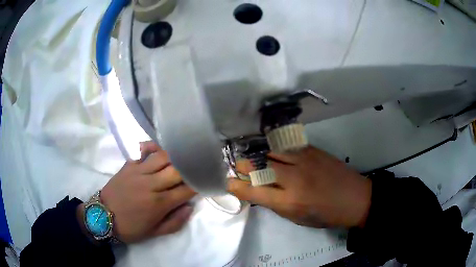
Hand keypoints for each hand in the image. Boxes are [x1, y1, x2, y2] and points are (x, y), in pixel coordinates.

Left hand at [95, 141, 195, 242]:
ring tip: (180, 158)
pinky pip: (142, 150)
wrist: (102, 216)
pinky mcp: (128, 165)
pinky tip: (159, 149)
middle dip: (189, 169)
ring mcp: (138, 172)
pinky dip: (152, 146)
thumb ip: (175, 222)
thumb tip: (190, 207)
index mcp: (159, 204)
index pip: (186, 190)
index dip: (198, 185)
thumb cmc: (130, 227)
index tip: (203, 182)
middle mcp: (151, 184)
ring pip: (162, 156)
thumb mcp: (154, 233)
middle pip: (177, 170)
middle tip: (195, 168)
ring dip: (175, 156)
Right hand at [228, 146, 371, 228]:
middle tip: (236, 166)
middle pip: (258, 166)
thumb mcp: (298, 218)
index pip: (254, 192)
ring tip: (250, 156)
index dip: (236, 186)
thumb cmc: (326, 215)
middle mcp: (293, 179)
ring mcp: (303, 160)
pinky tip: (270, 149)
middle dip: (242, 165)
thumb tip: (258, 191)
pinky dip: (274, 148)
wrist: (355, 198)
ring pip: (270, 151)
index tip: (228, 183)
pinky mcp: (311, 150)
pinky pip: (285, 146)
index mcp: (289, 202)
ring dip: (256, 154)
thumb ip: (276, 204)